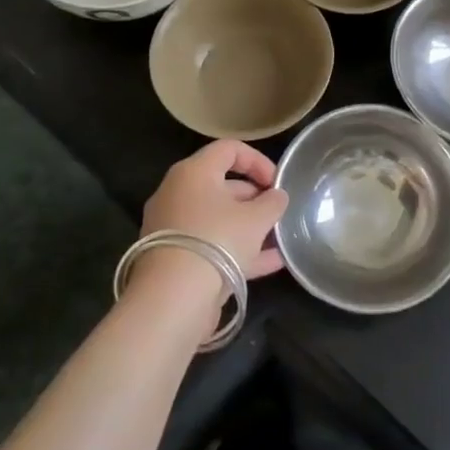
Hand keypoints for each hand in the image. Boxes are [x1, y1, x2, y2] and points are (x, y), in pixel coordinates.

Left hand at [133, 142, 288, 328]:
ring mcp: (172, 228)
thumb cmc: (218, 240)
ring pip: (217, 218)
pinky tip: (270, 263)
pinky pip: (210, 244)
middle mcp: (177, 194)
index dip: (258, 161)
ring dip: (248, 226)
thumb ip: (272, 202)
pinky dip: (237, 249)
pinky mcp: (173, 258)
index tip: (277, 182)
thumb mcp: (257, 218)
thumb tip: (277, 196)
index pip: (229, 149)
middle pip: (222, 185)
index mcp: (194, 173)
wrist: (172, 299)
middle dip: (254, 197)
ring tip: (277, 238)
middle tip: (276, 212)